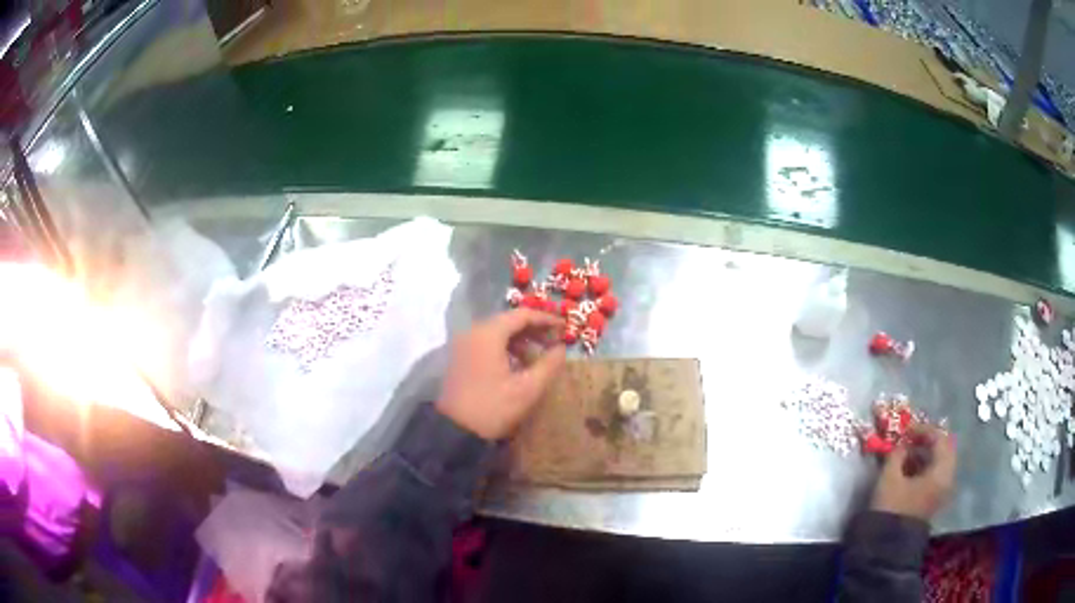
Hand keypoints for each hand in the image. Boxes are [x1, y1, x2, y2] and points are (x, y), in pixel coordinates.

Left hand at [437, 309, 566, 439]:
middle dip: (533, 329)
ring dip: (519, 339)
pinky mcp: (459, 358)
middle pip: (507, 321)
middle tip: (554, 340)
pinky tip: (517, 364)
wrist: (454, 431)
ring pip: (496, 332)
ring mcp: (463, 345)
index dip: (545, 319)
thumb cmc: (493, 407)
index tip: (564, 327)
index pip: (522, 315)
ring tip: (538, 355)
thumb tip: (562, 348)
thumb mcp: (528, 389)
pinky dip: (504, 347)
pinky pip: (486, 343)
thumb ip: (548, 365)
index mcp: (489, 334)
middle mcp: (473, 332)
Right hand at [870, 425, 956, 521]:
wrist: (886, 547)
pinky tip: (908, 470)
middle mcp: (947, 479)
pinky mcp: (933, 501)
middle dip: (927, 441)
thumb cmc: (891, 508)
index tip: (906, 429)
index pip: (940, 438)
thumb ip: (897, 454)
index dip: (924, 429)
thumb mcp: (890, 477)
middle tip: (909, 438)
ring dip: (925, 454)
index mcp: (941, 471)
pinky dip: (924, 467)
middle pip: (943, 450)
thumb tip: (901, 442)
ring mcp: (941, 492)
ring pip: (939, 463)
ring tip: (906, 454)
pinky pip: (934, 475)